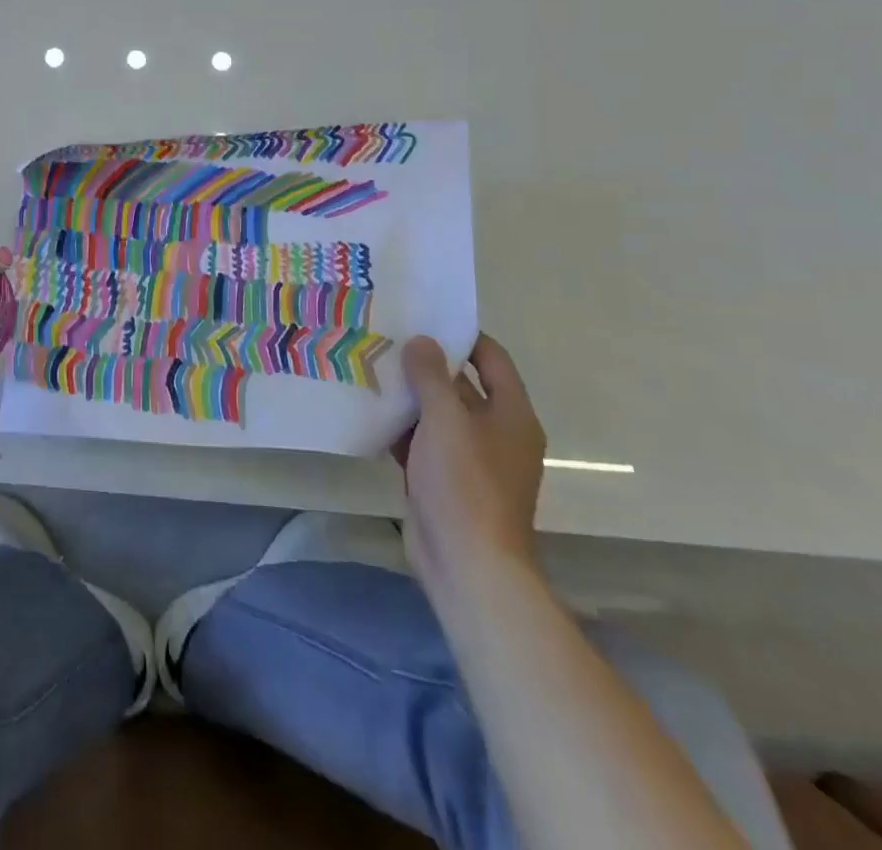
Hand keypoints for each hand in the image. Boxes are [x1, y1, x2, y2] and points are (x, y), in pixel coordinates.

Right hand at [394, 334, 546, 596]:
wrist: (468, 565)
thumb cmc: (465, 485)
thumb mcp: (446, 421)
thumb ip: (431, 377)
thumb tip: (421, 341)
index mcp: (511, 415)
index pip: (491, 359)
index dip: (462, 335)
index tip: (424, 316)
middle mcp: (496, 433)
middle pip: (461, 385)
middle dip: (427, 364)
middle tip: (386, 337)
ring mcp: (470, 459)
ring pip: (438, 415)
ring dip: (410, 396)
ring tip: (371, 366)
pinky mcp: (445, 481)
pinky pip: (423, 442)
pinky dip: (402, 427)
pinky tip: (369, 411)